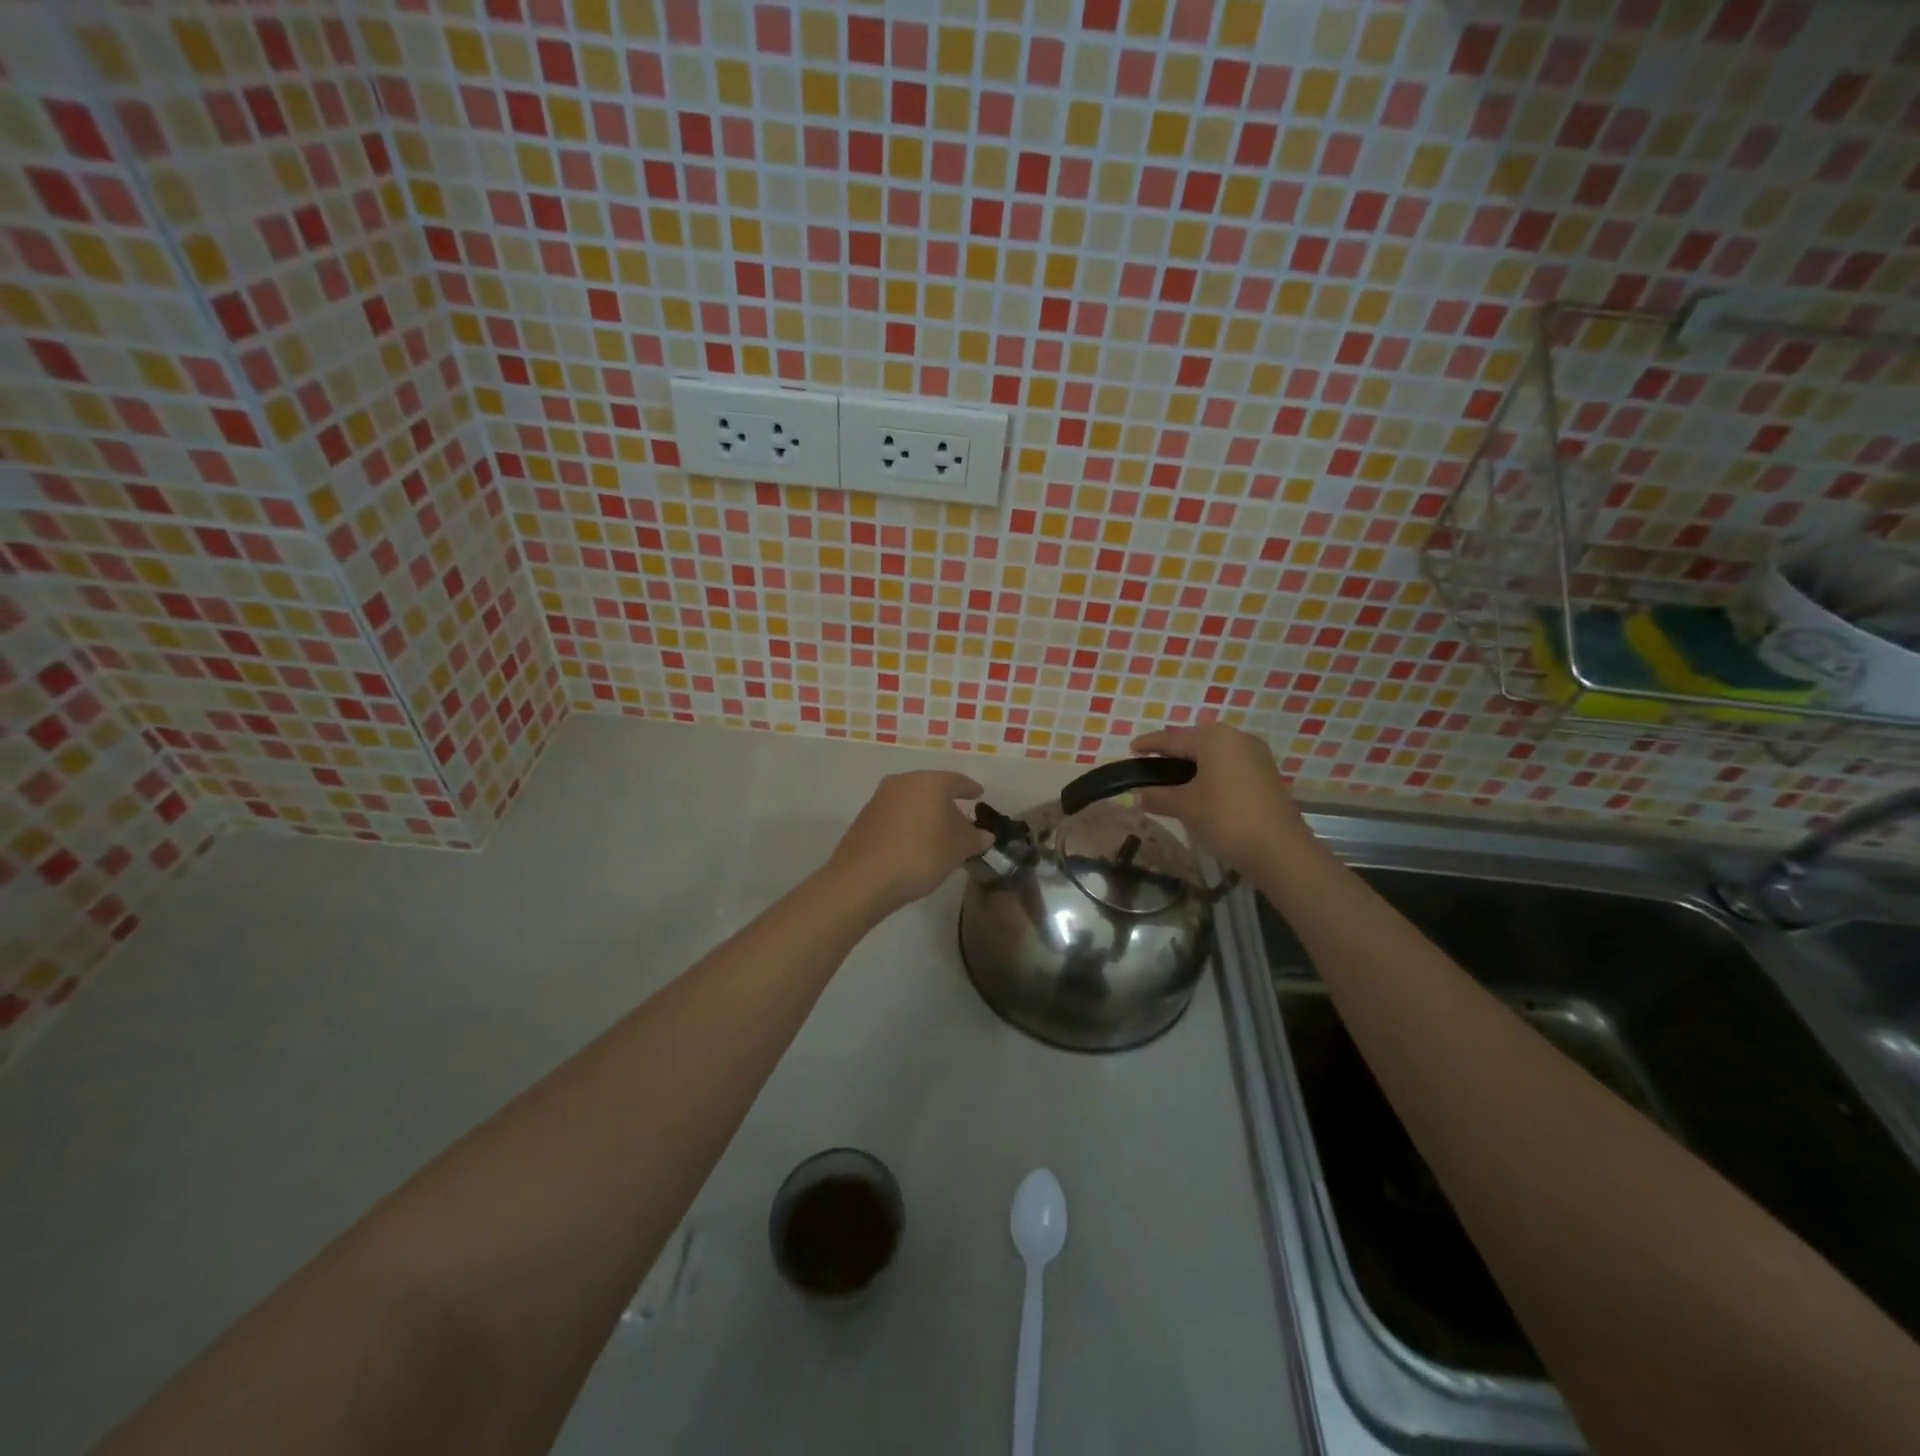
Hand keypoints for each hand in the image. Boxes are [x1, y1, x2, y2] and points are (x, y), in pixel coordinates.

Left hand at [828, 770, 994, 913]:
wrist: (863, 878)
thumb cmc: (920, 855)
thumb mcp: (957, 850)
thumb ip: (974, 838)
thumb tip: (984, 835)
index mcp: (929, 782)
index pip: (957, 781)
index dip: (970, 789)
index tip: (979, 794)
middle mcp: (903, 782)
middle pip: (932, 789)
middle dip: (947, 804)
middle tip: (960, 822)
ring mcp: (880, 798)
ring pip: (911, 802)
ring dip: (925, 815)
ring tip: (937, 836)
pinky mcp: (865, 817)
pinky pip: (895, 815)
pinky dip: (908, 824)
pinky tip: (913, 844)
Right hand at [1131, 723, 1312, 873]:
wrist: (1280, 849)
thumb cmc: (1226, 818)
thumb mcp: (1185, 806)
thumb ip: (1157, 796)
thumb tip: (1139, 794)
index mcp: (1214, 738)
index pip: (1172, 738)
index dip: (1149, 744)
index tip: (1131, 749)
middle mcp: (1236, 738)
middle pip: (1195, 741)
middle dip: (1172, 751)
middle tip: (1150, 764)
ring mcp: (1255, 755)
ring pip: (1214, 753)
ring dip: (1192, 763)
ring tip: (1172, 777)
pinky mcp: (1265, 774)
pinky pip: (1229, 765)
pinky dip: (1210, 772)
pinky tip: (1199, 788)